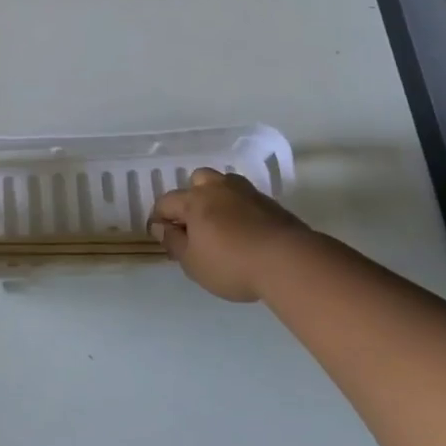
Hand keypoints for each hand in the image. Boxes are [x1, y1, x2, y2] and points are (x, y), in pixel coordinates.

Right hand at [148, 169, 307, 301]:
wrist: (287, 260)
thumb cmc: (231, 264)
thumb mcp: (193, 263)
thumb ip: (173, 242)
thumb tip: (159, 227)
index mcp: (194, 200)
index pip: (167, 202)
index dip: (159, 218)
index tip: (161, 235)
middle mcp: (217, 188)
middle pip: (196, 181)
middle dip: (190, 199)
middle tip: (193, 226)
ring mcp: (245, 191)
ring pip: (223, 185)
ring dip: (216, 199)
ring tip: (220, 225)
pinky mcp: (268, 202)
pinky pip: (244, 199)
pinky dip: (238, 209)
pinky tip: (243, 231)